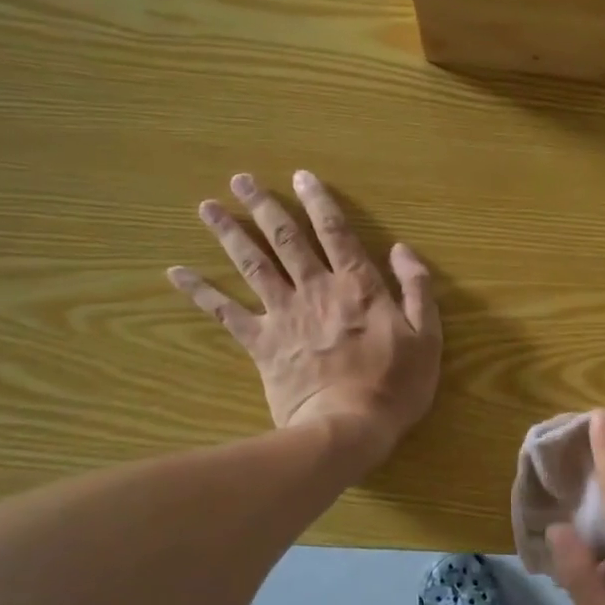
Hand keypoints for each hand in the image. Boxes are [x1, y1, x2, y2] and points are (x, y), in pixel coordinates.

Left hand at [167, 170, 440, 462]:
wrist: (347, 428)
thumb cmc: (395, 385)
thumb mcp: (428, 336)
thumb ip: (417, 288)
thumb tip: (402, 249)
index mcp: (358, 286)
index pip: (337, 233)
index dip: (320, 203)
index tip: (302, 176)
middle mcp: (316, 290)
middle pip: (287, 240)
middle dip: (265, 206)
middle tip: (241, 179)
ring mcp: (284, 315)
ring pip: (253, 265)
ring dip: (230, 233)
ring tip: (208, 207)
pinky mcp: (261, 343)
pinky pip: (225, 313)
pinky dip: (200, 292)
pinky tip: (176, 273)